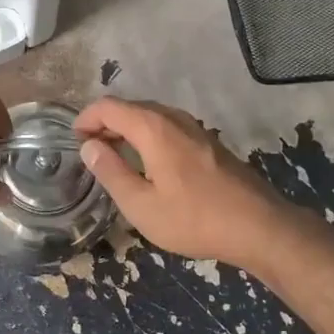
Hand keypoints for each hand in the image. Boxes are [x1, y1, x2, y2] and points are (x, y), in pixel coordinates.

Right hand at [74, 97, 292, 275]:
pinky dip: (147, 135)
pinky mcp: (208, 142)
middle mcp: (173, 118)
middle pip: (130, 107)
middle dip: (105, 123)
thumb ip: (111, 172)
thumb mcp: (141, 205)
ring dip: (127, 129)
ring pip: (150, 116)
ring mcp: (194, 128)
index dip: (86, 119)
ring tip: (113, 155)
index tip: (74, 140)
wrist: (259, 226)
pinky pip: (167, 126)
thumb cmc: (194, 218)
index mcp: (153, 128)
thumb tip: (89, 146)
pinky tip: (147, 162)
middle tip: (90, 150)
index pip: (109, 107)